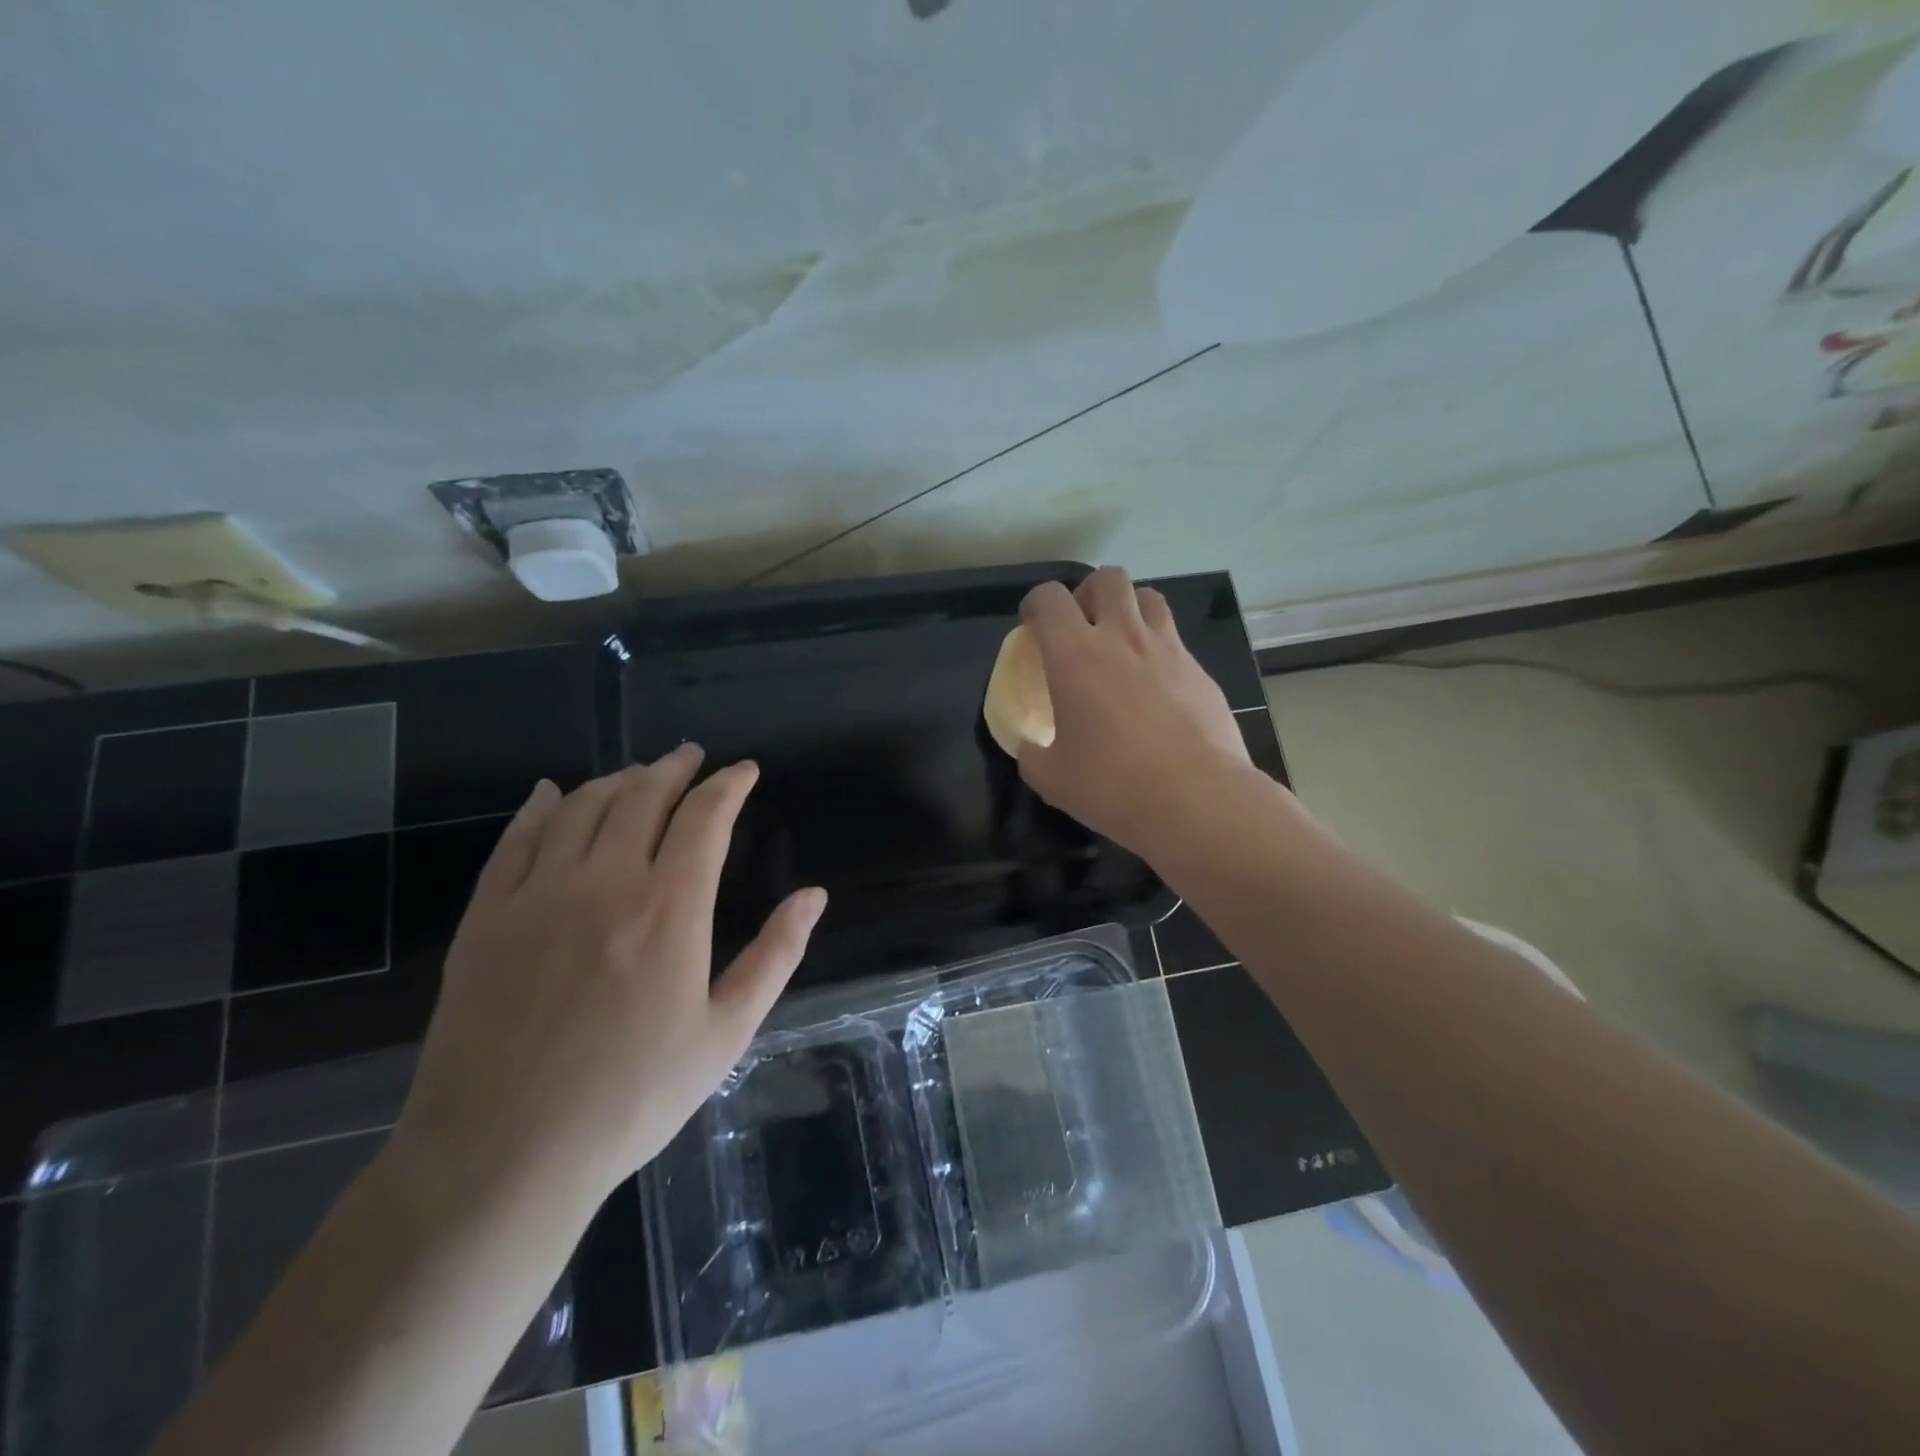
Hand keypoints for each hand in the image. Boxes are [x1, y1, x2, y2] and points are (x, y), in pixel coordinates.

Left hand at [390, 747, 826, 1210]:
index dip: (728, 785)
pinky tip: (550, 794)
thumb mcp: (726, 1034)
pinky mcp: (486, 918)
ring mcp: (537, 895)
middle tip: (691, 756)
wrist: (501, 1157)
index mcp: (669, 908)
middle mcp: (604, 882)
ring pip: (581, 807)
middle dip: (674, 768)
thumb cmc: (631, 1099)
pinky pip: (515, 840)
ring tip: (638, 773)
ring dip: (617, 780)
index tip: (743, 771)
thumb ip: (775, 956)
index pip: (704, 818)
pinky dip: (540, 807)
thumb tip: (814, 895)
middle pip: (642, 797)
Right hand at [1017, 568, 1255, 857]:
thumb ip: (1032, 753)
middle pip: (1107, 579)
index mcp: (1075, 656)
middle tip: (1082, 626)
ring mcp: (1168, 649)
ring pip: (1149, 598)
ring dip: (1130, 609)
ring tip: (1122, 643)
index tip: (1032, 626)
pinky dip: (1159, 649)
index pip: (1049, 598)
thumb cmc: (1113, 786)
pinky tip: (1157, 688)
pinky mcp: (1200, 671)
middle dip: (1088, 593)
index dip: (1035, 604)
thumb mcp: (1051, 778)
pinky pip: (1176, 640)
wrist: (1197, 800)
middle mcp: (1122, 637)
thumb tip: (1030, 746)